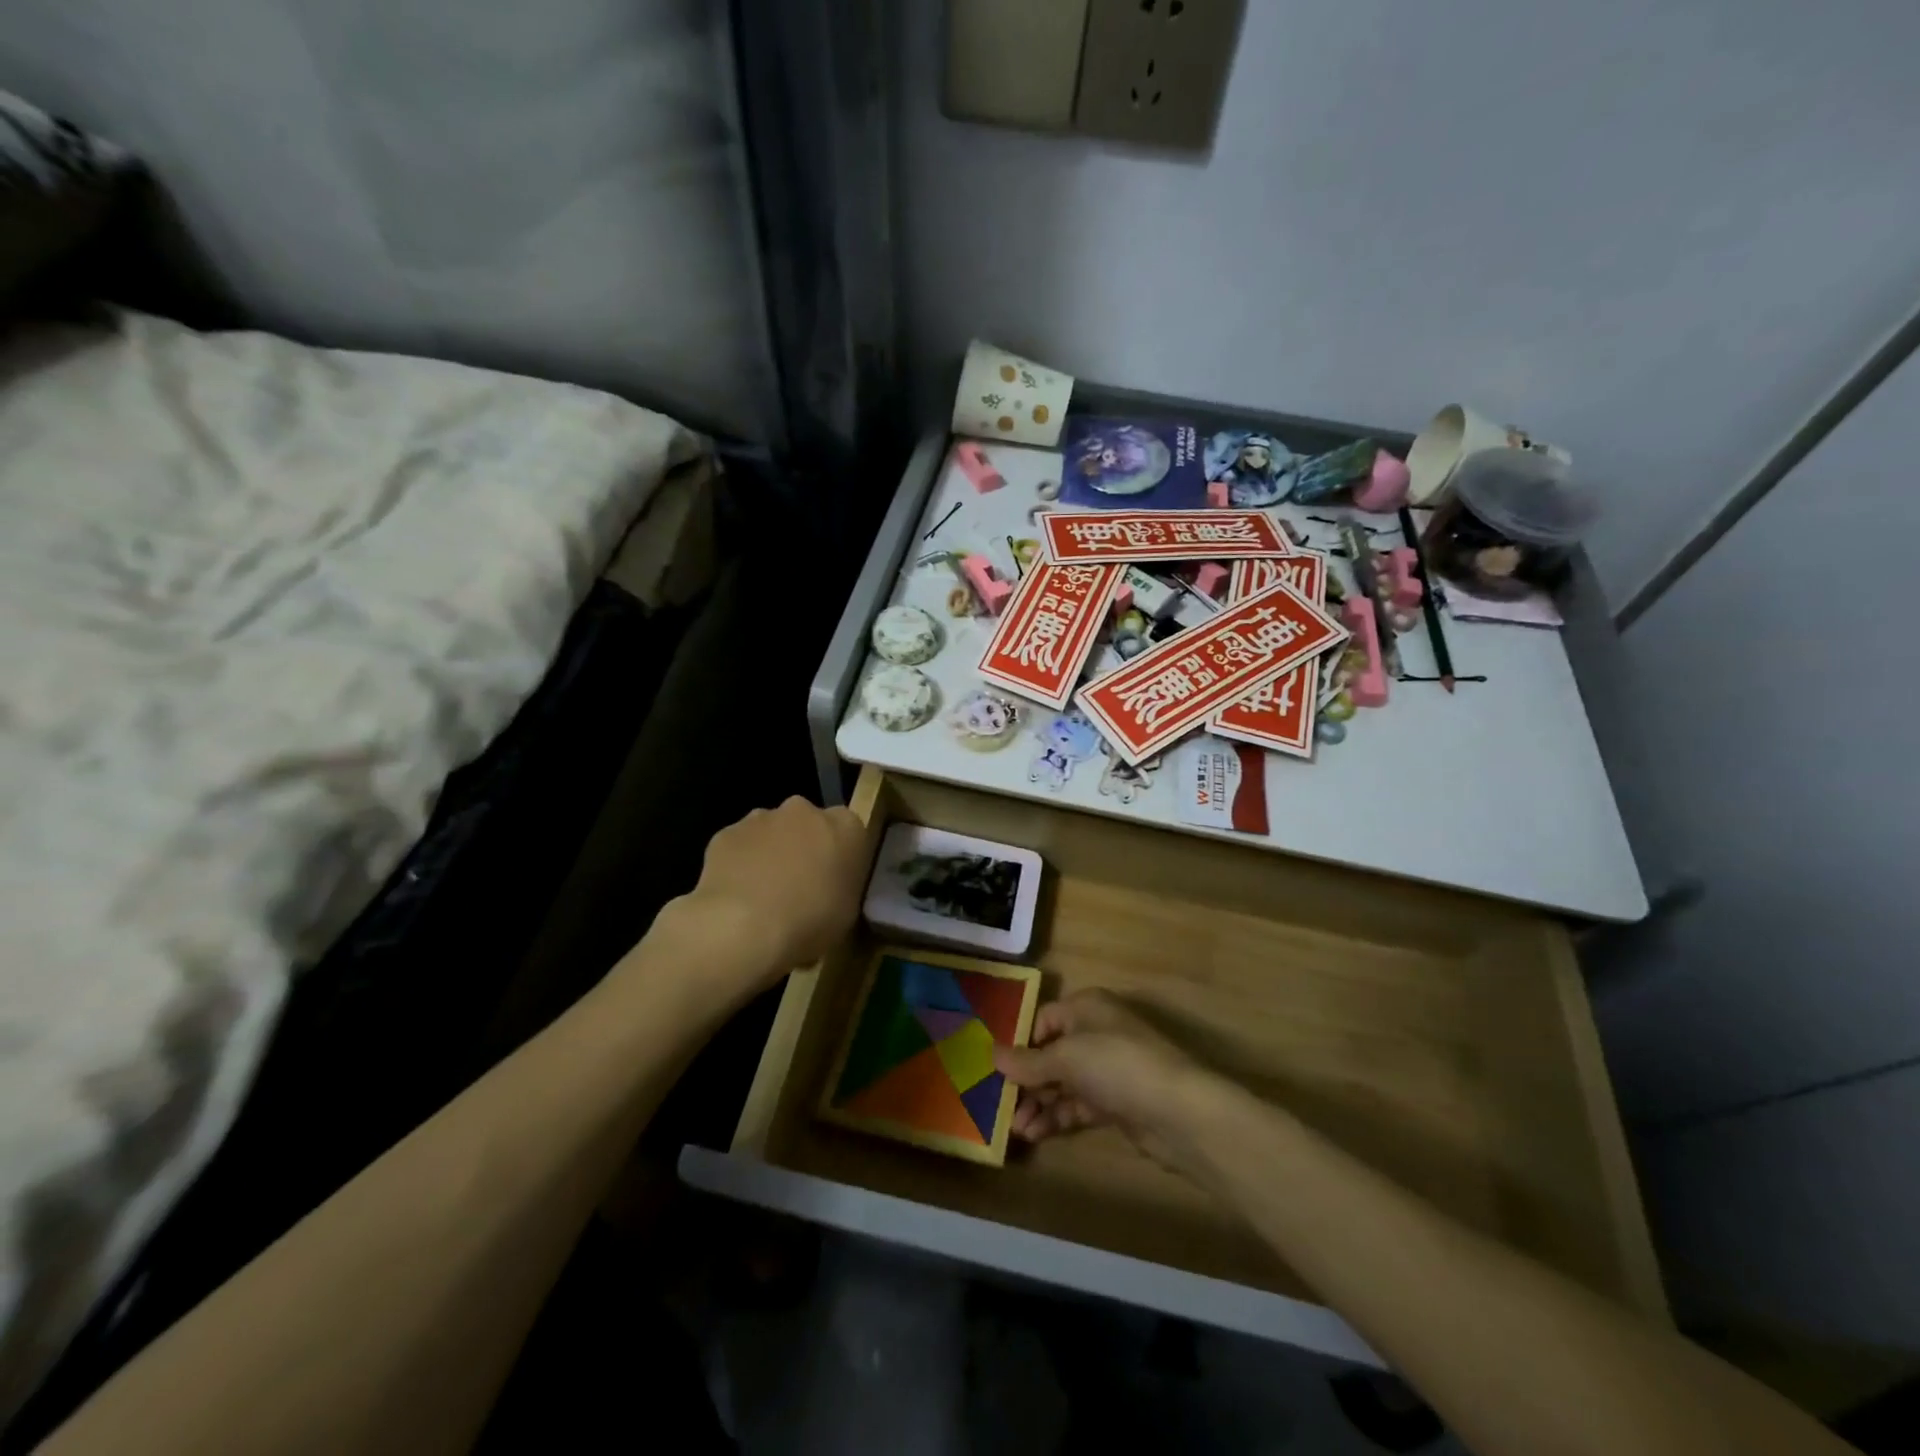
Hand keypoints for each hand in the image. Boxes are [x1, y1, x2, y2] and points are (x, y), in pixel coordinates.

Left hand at [682, 797, 866, 984]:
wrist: (743, 927)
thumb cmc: (810, 922)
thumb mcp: (847, 913)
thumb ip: (841, 887)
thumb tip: (828, 888)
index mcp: (846, 827)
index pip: (850, 831)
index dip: (840, 856)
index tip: (834, 882)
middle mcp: (805, 811)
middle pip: (808, 824)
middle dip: (803, 847)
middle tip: (798, 887)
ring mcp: (761, 818)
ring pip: (770, 832)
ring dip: (770, 853)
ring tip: (762, 896)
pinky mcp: (726, 833)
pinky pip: (738, 847)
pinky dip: (739, 864)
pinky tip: (736, 896)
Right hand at [992, 990, 1221, 1173]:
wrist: (1178, 1110)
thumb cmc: (1116, 1064)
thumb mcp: (1066, 1057)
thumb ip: (1028, 1061)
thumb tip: (992, 1054)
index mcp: (1086, 1007)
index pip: (1043, 1019)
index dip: (1020, 1043)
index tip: (996, 1069)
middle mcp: (1096, 1032)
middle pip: (1051, 1053)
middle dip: (1026, 1081)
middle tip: (1001, 1106)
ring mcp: (1108, 1069)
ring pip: (1063, 1083)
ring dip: (1038, 1104)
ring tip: (1017, 1129)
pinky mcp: (1117, 1102)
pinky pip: (1078, 1105)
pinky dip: (1057, 1117)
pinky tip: (1036, 1134)